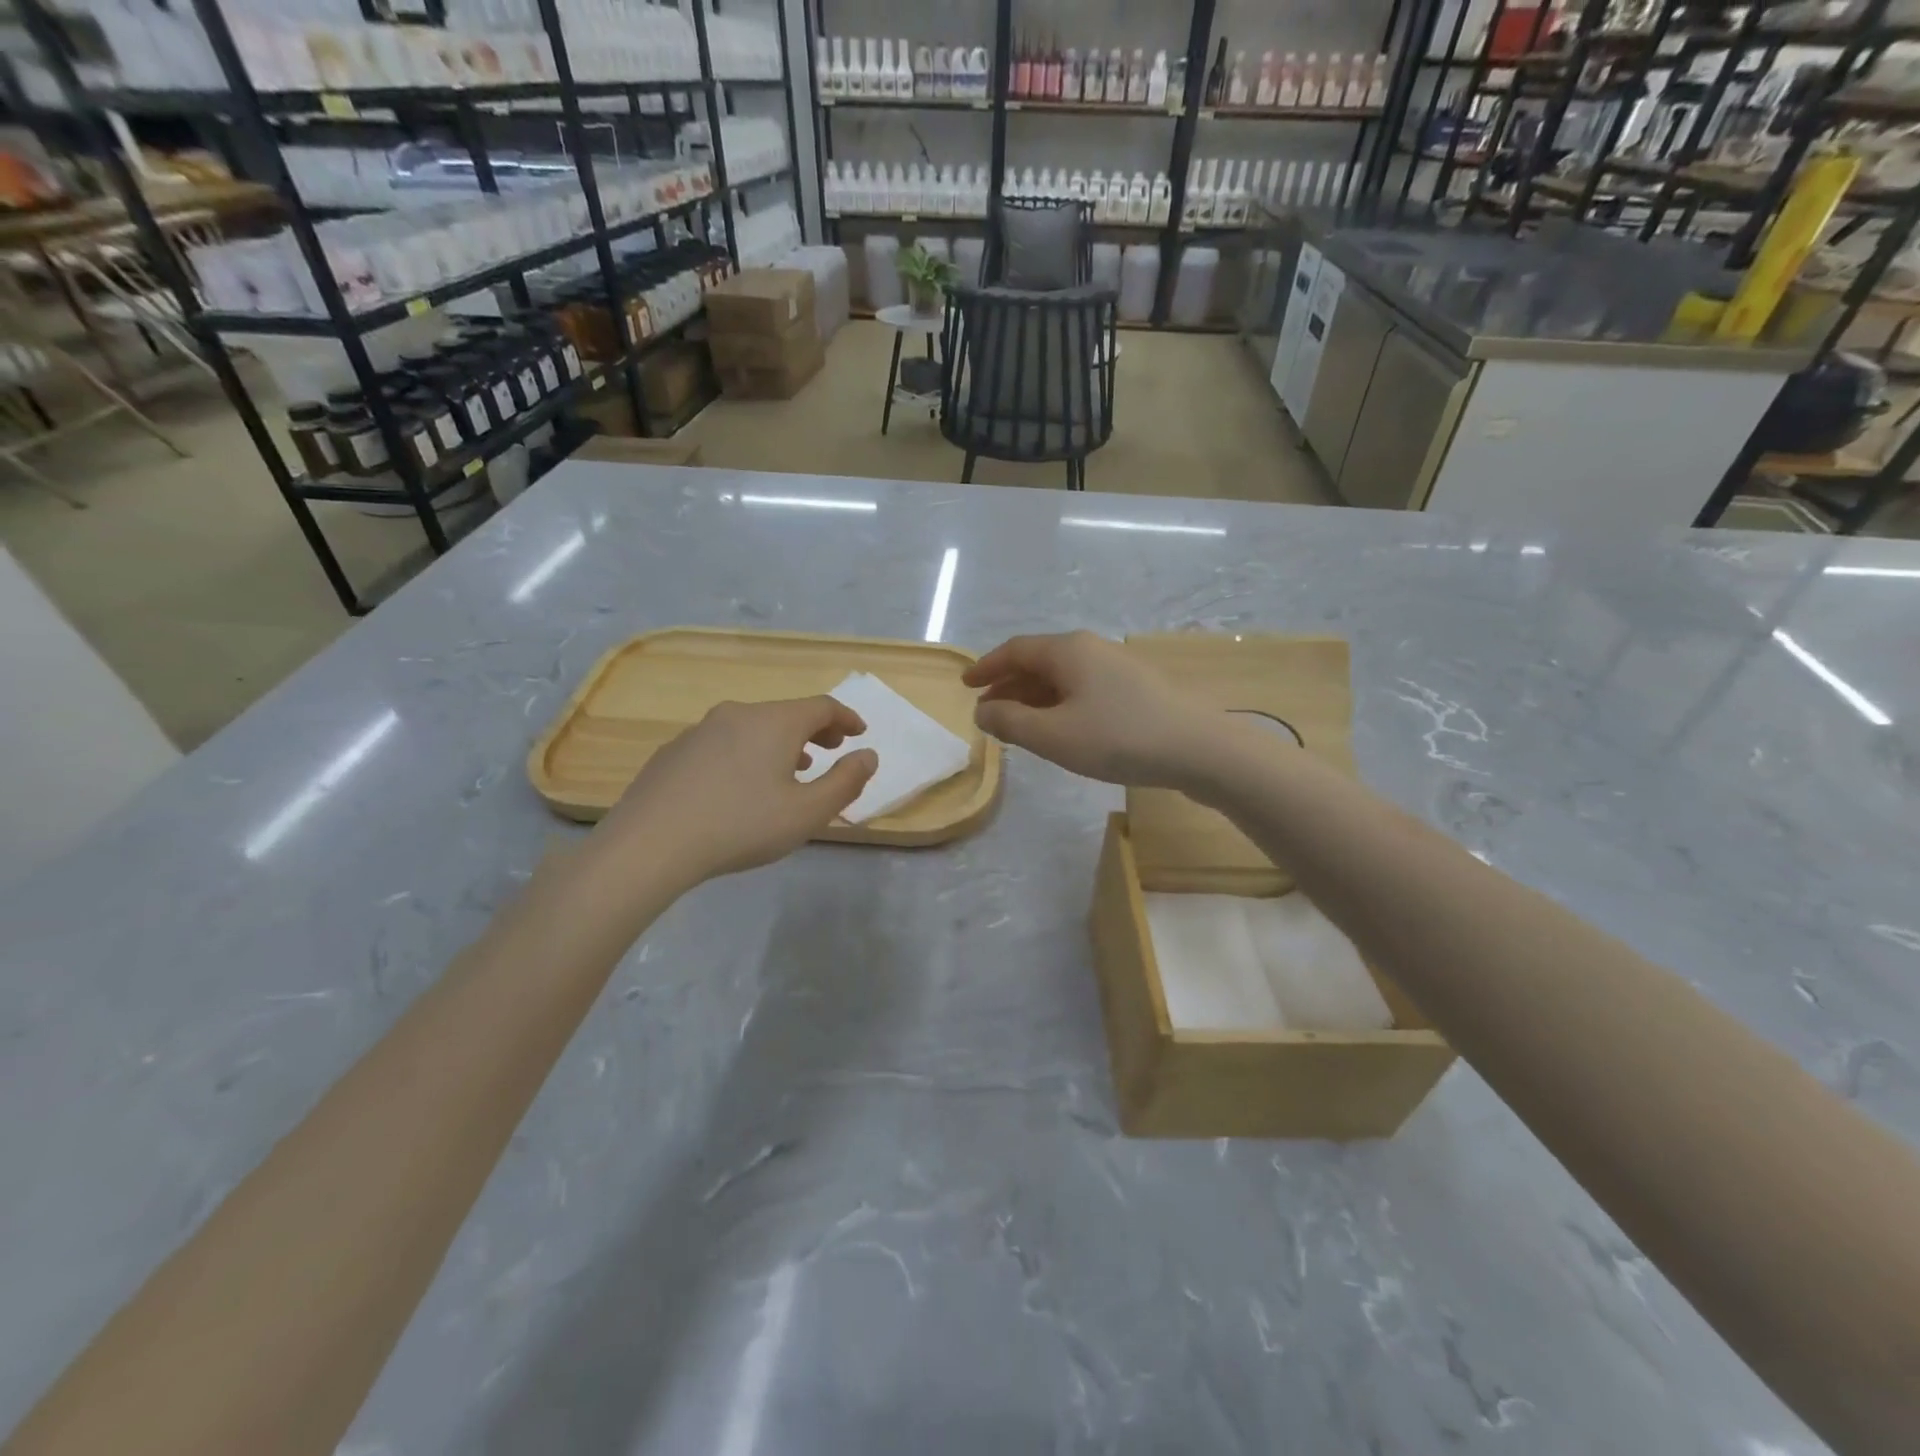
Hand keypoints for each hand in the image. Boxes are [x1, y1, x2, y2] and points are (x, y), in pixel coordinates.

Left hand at [595, 696, 877, 889]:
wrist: (651, 844)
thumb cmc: (741, 826)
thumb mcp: (807, 812)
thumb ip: (846, 782)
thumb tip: (868, 756)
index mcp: (775, 722)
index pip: (822, 707)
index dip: (846, 718)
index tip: (859, 733)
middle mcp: (738, 714)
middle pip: (786, 713)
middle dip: (815, 730)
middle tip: (832, 749)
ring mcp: (700, 730)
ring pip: (752, 728)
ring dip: (780, 744)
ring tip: (791, 770)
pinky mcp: (674, 752)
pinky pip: (723, 744)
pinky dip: (746, 754)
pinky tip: (740, 786)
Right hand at [962, 631, 1235, 790]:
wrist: (1200, 749)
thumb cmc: (1119, 738)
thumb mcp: (1053, 736)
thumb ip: (1010, 723)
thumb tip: (983, 711)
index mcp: (1068, 651)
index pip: (1015, 650)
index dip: (986, 667)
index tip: (965, 685)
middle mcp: (1091, 649)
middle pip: (1039, 661)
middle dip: (1009, 685)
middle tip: (987, 710)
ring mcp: (1118, 668)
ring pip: (1063, 677)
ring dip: (1034, 698)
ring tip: (1018, 725)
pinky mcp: (1137, 689)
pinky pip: (1084, 689)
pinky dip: (1060, 705)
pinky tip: (1062, 729)